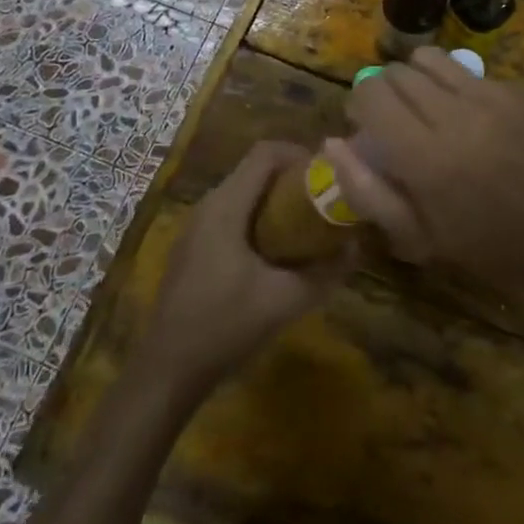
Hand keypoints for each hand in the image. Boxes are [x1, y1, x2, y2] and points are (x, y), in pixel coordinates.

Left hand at [137, 142, 354, 398]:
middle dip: (293, 178)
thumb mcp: (284, 301)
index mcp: (226, 205)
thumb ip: (325, 273)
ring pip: (244, 193)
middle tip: (325, 200)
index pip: (265, 153)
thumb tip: (356, 248)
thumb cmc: (224, 326)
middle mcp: (209, 205)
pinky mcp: (195, 247)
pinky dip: (260, 218)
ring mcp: (198, 226)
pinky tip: (278, 252)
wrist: (167, 370)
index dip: (299, 154)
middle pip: (255, 170)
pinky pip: (233, 214)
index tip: (328, 175)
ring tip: (309, 224)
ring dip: (277, 200)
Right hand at [327, 48, 523, 300]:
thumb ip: (368, 191)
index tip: (364, 127)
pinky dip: (452, 86)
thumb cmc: (495, 253)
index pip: (370, 95)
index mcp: (426, 157)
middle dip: (384, 92)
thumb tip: (333, 143)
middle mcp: (455, 113)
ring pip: (429, 59)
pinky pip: (466, 71)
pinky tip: (467, 120)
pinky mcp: (516, 91)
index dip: (358, 105)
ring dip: (414, 79)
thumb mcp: (422, 239)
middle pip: (396, 72)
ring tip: (425, 111)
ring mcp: (490, 96)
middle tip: (393, 124)